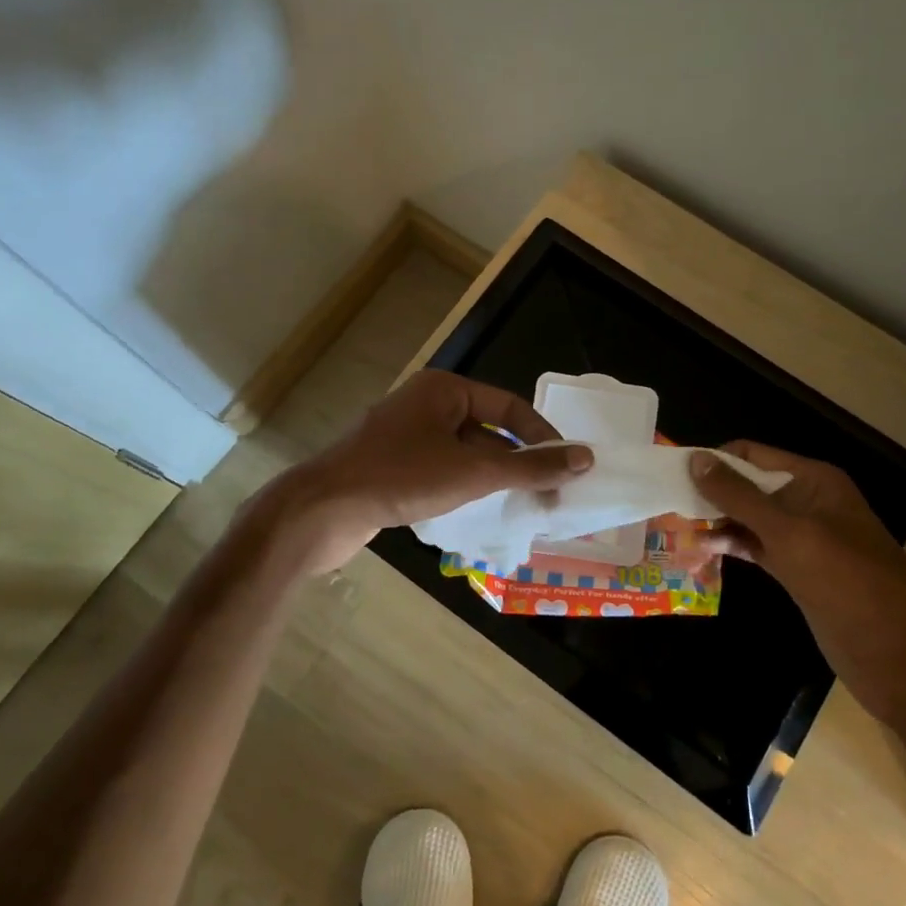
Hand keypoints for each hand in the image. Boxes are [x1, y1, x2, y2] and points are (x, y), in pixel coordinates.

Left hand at [262, 370, 592, 574]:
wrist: (321, 511)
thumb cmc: (400, 478)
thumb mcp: (472, 471)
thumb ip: (529, 466)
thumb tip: (585, 457)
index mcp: (444, 390)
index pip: (508, 406)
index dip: (542, 436)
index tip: (568, 468)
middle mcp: (426, 406)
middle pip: (488, 431)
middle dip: (518, 463)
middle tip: (548, 496)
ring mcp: (406, 437)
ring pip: (465, 455)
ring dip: (493, 480)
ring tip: (521, 510)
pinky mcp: (393, 467)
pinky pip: (442, 472)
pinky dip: (465, 489)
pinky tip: (479, 515)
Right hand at [691, 443, 905, 730]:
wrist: (901, 660)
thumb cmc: (848, 585)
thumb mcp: (790, 535)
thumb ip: (741, 497)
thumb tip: (696, 459)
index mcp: (815, 481)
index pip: (753, 455)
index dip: (714, 461)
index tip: (672, 475)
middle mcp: (809, 502)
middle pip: (750, 485)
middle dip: (712, 493)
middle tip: (667, 505)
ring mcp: (806, 539)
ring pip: (752, 519)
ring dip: (719, 522)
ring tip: (678, 530)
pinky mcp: (801, 571)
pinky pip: (760, 548)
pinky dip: (734, 547)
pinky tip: (705, 552)